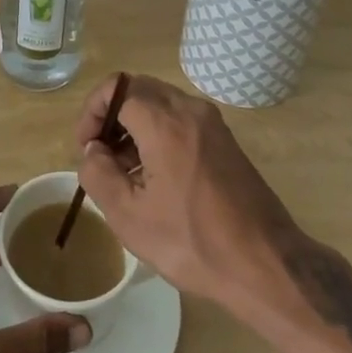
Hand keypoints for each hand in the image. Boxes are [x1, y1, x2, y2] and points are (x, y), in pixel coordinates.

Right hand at [75, 73, 300, 311]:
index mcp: (165, 122)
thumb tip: (93, 151)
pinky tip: (155, 176)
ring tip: (125, 171)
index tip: (85, 146)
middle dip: (112, 114)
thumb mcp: (129, 217)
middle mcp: (190, 110)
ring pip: (161, 103)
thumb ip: (98, 174)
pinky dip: (159, 133)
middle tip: (100, 155)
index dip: (92, 111)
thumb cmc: (192, 241)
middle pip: (139, 88)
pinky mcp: (224, 140)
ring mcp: (212, 123)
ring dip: (135, 124)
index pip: (116, 88)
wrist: (265, 264)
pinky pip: (181, 119)